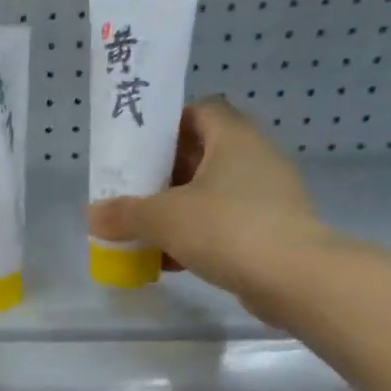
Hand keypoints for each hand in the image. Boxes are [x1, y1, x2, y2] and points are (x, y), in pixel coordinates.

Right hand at [87, 98, 325, 317]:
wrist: (296, 280)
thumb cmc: (227, 229)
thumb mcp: (162, 218)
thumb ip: (124, 214)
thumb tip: (94, 216)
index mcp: (233, 139)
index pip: (202, 111)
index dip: (169, 124)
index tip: (139, 148)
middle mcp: (255, 159)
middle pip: (202, 153)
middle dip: (163, 173)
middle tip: (131, 191)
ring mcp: (267, 197)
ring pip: (211, 192)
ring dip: (177, 208)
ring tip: (143, 228)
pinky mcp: (271, 231)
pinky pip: (224, 224)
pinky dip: (195, 236)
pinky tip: (167, 260)